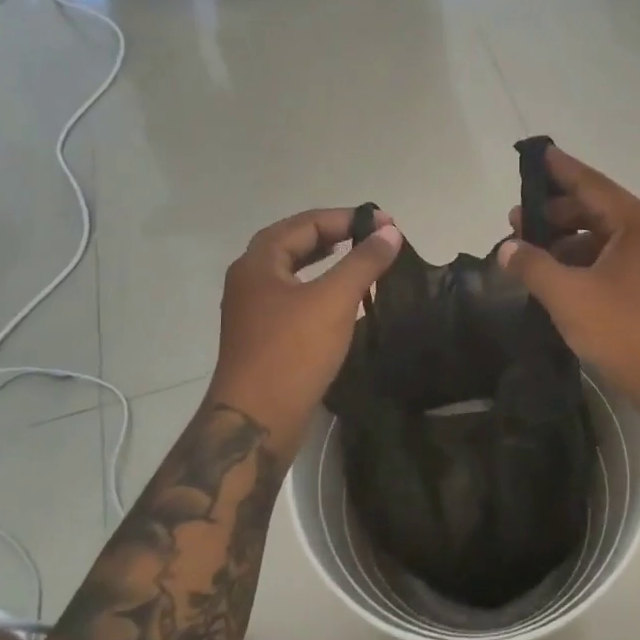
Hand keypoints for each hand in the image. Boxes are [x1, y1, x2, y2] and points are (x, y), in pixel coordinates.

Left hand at [208, 207, 402, 446]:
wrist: (256, 420)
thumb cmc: (293, 352)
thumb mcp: (333, 300)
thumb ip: (363, 262)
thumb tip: (389, 232)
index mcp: (258, 262)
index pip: (306, 223)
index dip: (347, 218)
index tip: (386, 223)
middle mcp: (249, 280)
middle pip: (294, 243)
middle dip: (335, 235)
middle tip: (374, 237)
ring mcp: (253, 311)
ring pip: (293, 272)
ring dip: (327, 261)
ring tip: (361, 260)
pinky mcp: (263, 337)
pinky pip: (294, 298)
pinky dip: (320, 288)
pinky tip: (342, 301)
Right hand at [498, 148, 639, 408]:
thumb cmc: (626, 330)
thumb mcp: (569, 297)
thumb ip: (533, 266)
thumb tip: (506, 248)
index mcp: (636, 223)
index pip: (589, 183)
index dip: (558, 169)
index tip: (533, 154)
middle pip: (593, 208)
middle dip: (553, 213)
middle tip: (514, 221)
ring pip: (599, 237)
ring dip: (564, 241)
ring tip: (527, 253)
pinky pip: (608, 261)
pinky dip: (580, 263)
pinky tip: (553, 277)